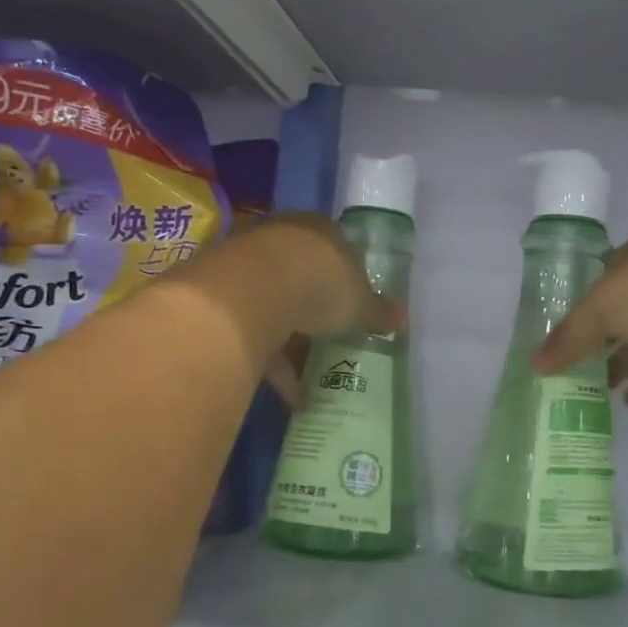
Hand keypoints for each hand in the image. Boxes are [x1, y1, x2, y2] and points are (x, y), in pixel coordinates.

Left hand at [223, 213, 403, 403]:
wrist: (253, 290)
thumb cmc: (320, 284)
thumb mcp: (360, 303)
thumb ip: (379, 312)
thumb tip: (403, 317)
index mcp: (319, 230)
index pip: (336, 247)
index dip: (346, 276)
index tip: (353, 302)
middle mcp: (282, 240)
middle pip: (302, 275)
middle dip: (316, 308)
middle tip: (332, 337)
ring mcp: (249, 267)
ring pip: (276, 305)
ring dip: (292, 342)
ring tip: (311, 379)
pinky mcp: (225, 299)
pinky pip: (255, 334)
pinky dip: (273, 365)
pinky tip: (292, 396)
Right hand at [533, 231, 627, 408]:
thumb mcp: (602, 308)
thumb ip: (568, 337)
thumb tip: (534, 364)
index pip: (602, 279)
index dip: (579, 306)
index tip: (558, 336)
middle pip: (626, 313)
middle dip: (600, 342)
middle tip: (572, 373)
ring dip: (626, 365)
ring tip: (595, 394)